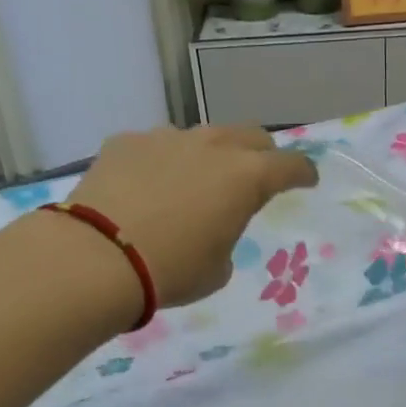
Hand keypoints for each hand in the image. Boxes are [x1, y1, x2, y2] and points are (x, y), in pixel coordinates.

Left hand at [66, 126, 317, 308]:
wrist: (98, 257)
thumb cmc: (172, 270)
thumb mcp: (218, 269)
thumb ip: (226, 237)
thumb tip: (211, 226)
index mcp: (246, 178)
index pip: (291, 165)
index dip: (303, 173)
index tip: (307, 180)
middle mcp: (211, 146)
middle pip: (250, 136)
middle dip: (261, 153)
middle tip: (256, 176)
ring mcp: (166, 138)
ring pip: (201, 137)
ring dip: (209, 156)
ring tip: (194, 183)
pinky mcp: (126, 141)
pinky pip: (156, 146)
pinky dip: (163, 162)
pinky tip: (147, 188)